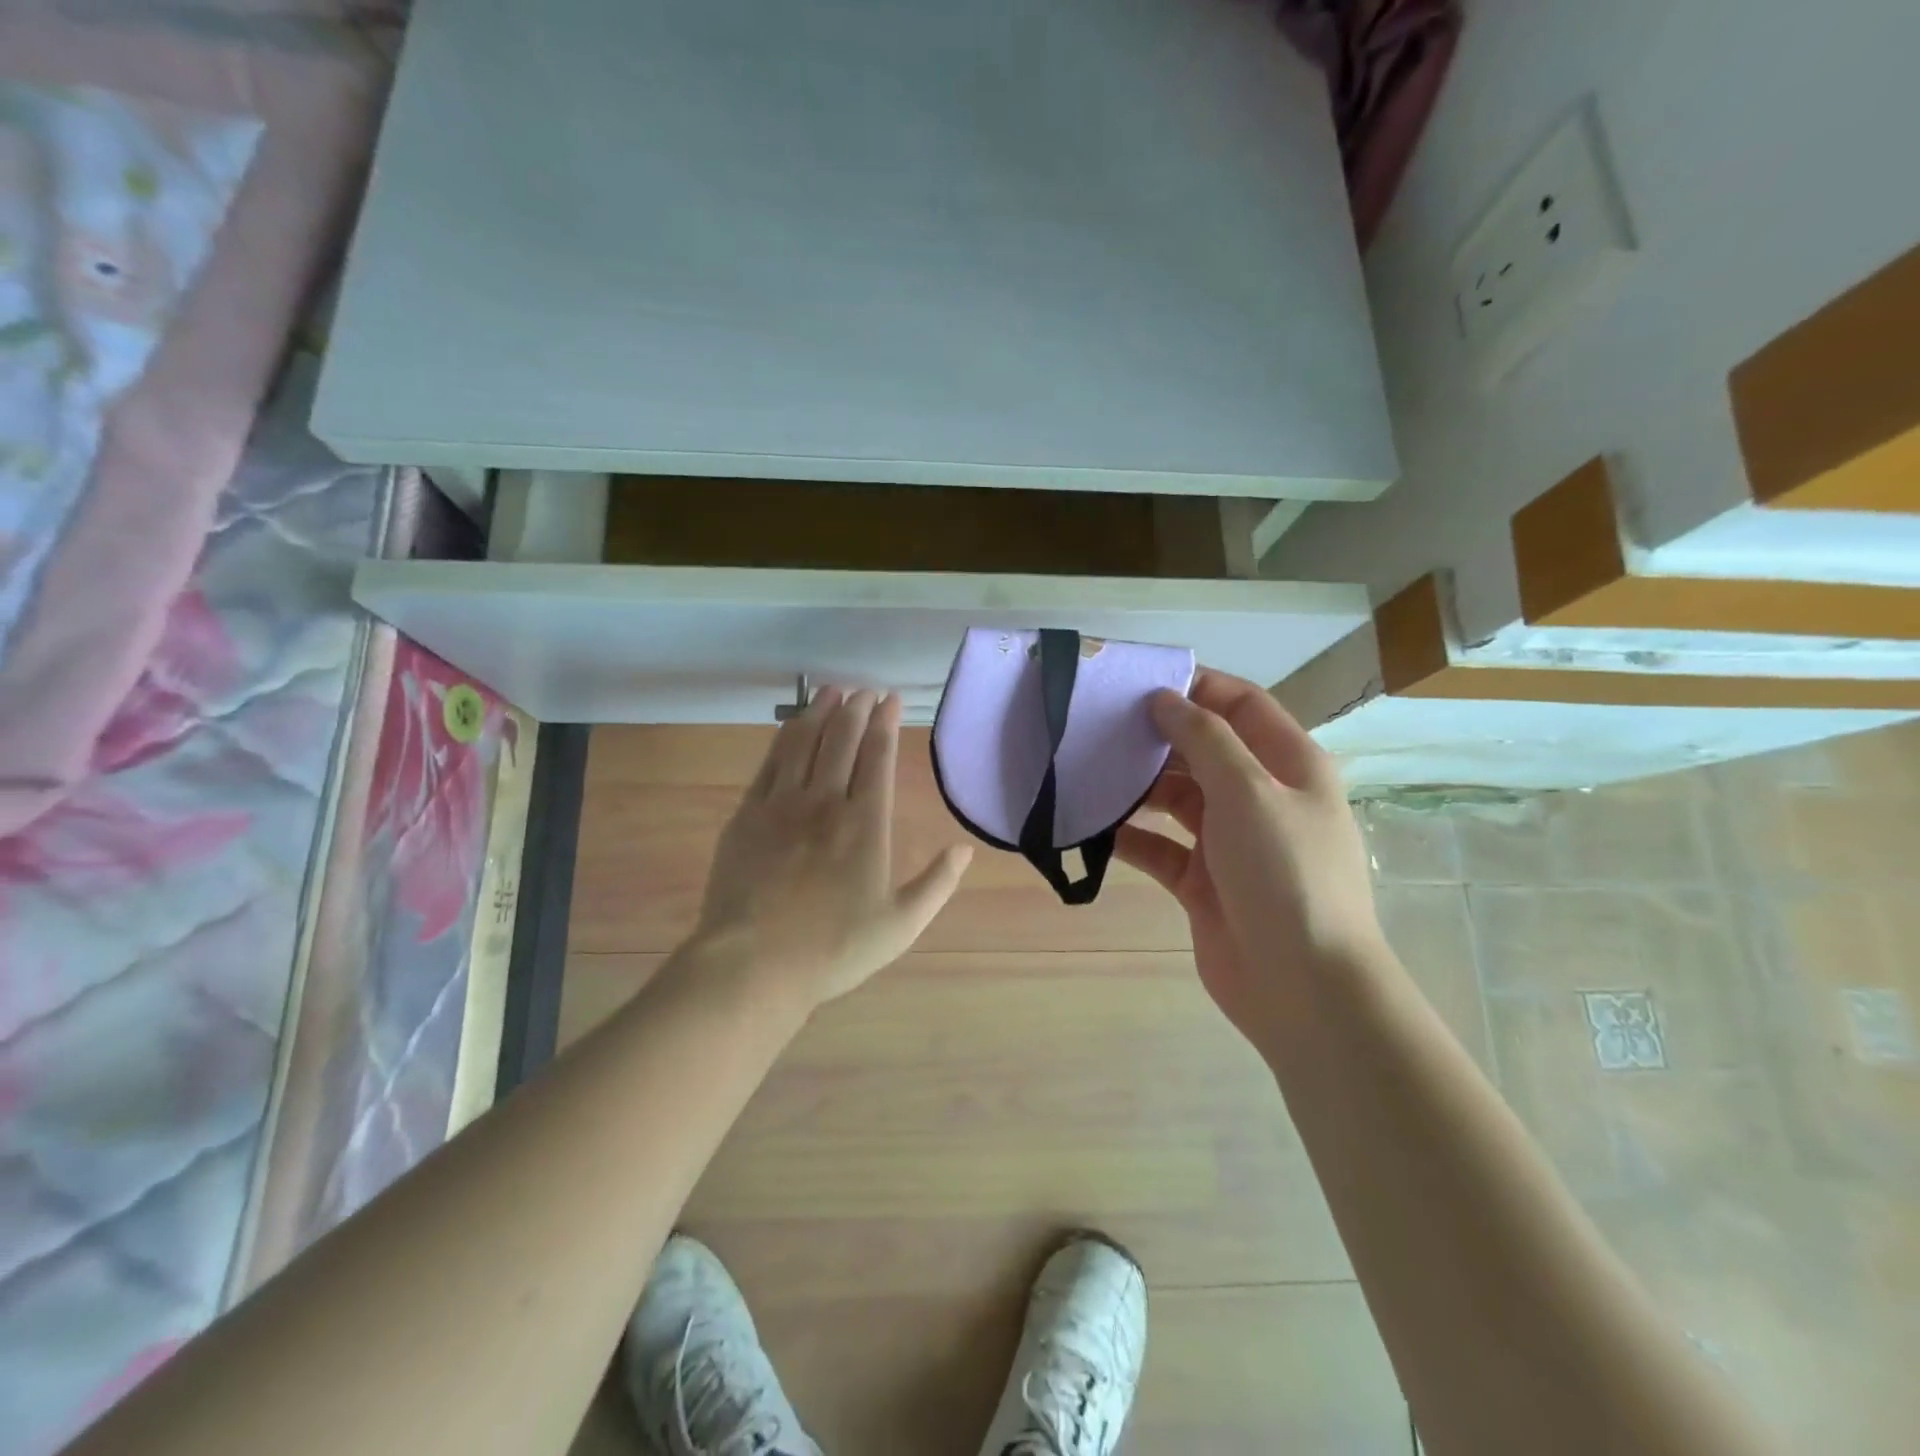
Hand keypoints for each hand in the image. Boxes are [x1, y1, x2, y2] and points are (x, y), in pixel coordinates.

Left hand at [687, 687, 972, 1009]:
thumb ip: (936, 885)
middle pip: (841, 740)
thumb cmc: (833, 949)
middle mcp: (824, 801)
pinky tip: (791, 727)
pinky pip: (770, 763)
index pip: (878, 757)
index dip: (884, 723)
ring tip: (830, 691)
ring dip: (819, 712)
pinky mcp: (747, 815)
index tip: (889, 699)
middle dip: (855, 709)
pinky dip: (784, 738)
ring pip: (803, 742)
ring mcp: (781, 805)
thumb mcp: (900, 926)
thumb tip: (964, 850)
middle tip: (863, 690)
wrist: (753, 965)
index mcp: (865, 823)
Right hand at [1115, 669, 1382, 1043]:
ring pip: (1178, 798)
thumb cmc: (1284, 874)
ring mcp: (1231, 842)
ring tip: (1088, 772)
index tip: (1138, 683)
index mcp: (1289, 765)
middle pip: (1204, 750)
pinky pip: (1161, 847)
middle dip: (1157, 736)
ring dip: (1139, 787)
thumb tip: (1165, 700)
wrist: (1303, 988)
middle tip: (1098, 726)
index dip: (1195, 687)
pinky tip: (1094, 829)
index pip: (1241, 705)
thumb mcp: (1249, 791)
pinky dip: (1132, 837)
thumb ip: (1205, 738)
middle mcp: (1261, 797)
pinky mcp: (1203, 882)